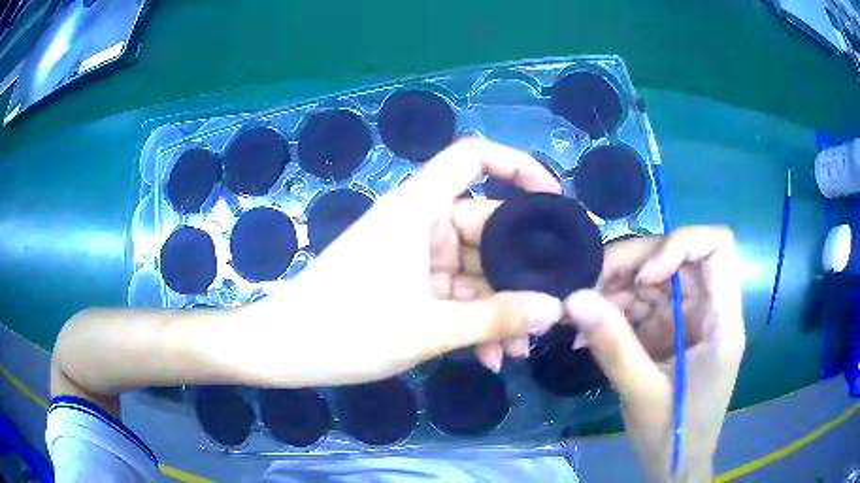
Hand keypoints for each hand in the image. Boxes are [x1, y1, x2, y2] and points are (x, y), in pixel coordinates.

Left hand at [240, 138, 564, 386]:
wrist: (286, 351)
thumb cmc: (346, 331)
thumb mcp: (428, 329)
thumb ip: (495, 318)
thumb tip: (554, 309)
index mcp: (418, 209)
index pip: (474, 158)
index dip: (518, 166)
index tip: (554, 202)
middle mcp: (419, 223)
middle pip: (486, 227)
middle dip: (518, 273)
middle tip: (547, 311)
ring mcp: (413, 256)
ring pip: (473, 270)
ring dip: (497, 308)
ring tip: (516, 349)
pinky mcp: (407, 284)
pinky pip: (453, 294)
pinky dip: (471, 320)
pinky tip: (487, 357)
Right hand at [564, 227, 744, 481]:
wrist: (676, 465)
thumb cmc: (675, 437)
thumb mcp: (642, 396)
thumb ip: (613, 347)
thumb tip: (573, 299)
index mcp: (722, 321)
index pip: (717, 247)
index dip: (679, 244)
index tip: (642, 276)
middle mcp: (709, 310)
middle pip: (678, 257)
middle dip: (633, 265)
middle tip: (588, 285)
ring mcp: (689, 319)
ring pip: (656, 278)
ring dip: (617, 288)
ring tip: (580, 314)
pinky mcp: (671, 332)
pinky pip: (643, 305)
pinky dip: (615, 311)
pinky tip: (588, 332)